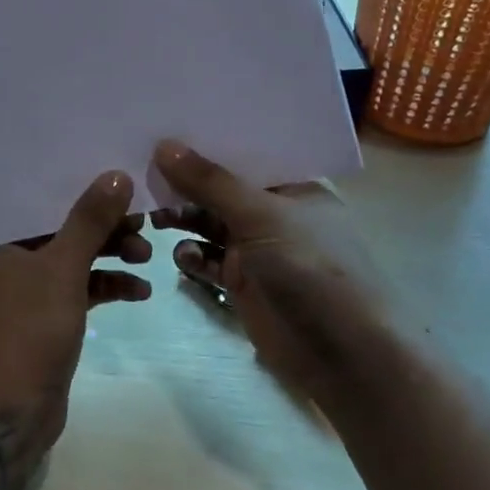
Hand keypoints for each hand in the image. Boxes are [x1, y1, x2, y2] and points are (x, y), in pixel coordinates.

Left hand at [0, 171, 151, 451]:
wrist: (5, 415)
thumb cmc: (24, 330)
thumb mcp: (62, 269)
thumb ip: (90, 220)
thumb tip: (117, 175)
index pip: (35, 194)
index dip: (75, 181)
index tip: (115, 169)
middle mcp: (3, 255)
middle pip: (59, 224)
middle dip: (102, 223)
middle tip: (143, 218)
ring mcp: (23, 287)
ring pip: (72, 256)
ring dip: (110, 254)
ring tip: (146, 256)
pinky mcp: (43, 315)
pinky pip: (78, 287)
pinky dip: (106, 286)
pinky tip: (140, 291)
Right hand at [151, 140, 392, 414]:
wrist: (343, 356)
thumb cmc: (310, 268)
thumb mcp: (259, 216)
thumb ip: (209, 182)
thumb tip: (163, 145)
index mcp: (293, 186)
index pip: (243, 154)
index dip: (206, 144)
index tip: (163, 133)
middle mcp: (276, 213)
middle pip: (221, 190)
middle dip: (186, 186)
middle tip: (145, 180)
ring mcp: (260, 250)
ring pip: (211, 225)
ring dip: (184, 220)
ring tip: (155, 220)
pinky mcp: (244, 284)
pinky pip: (209, 260)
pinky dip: (193, 256)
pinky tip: (182, 258)